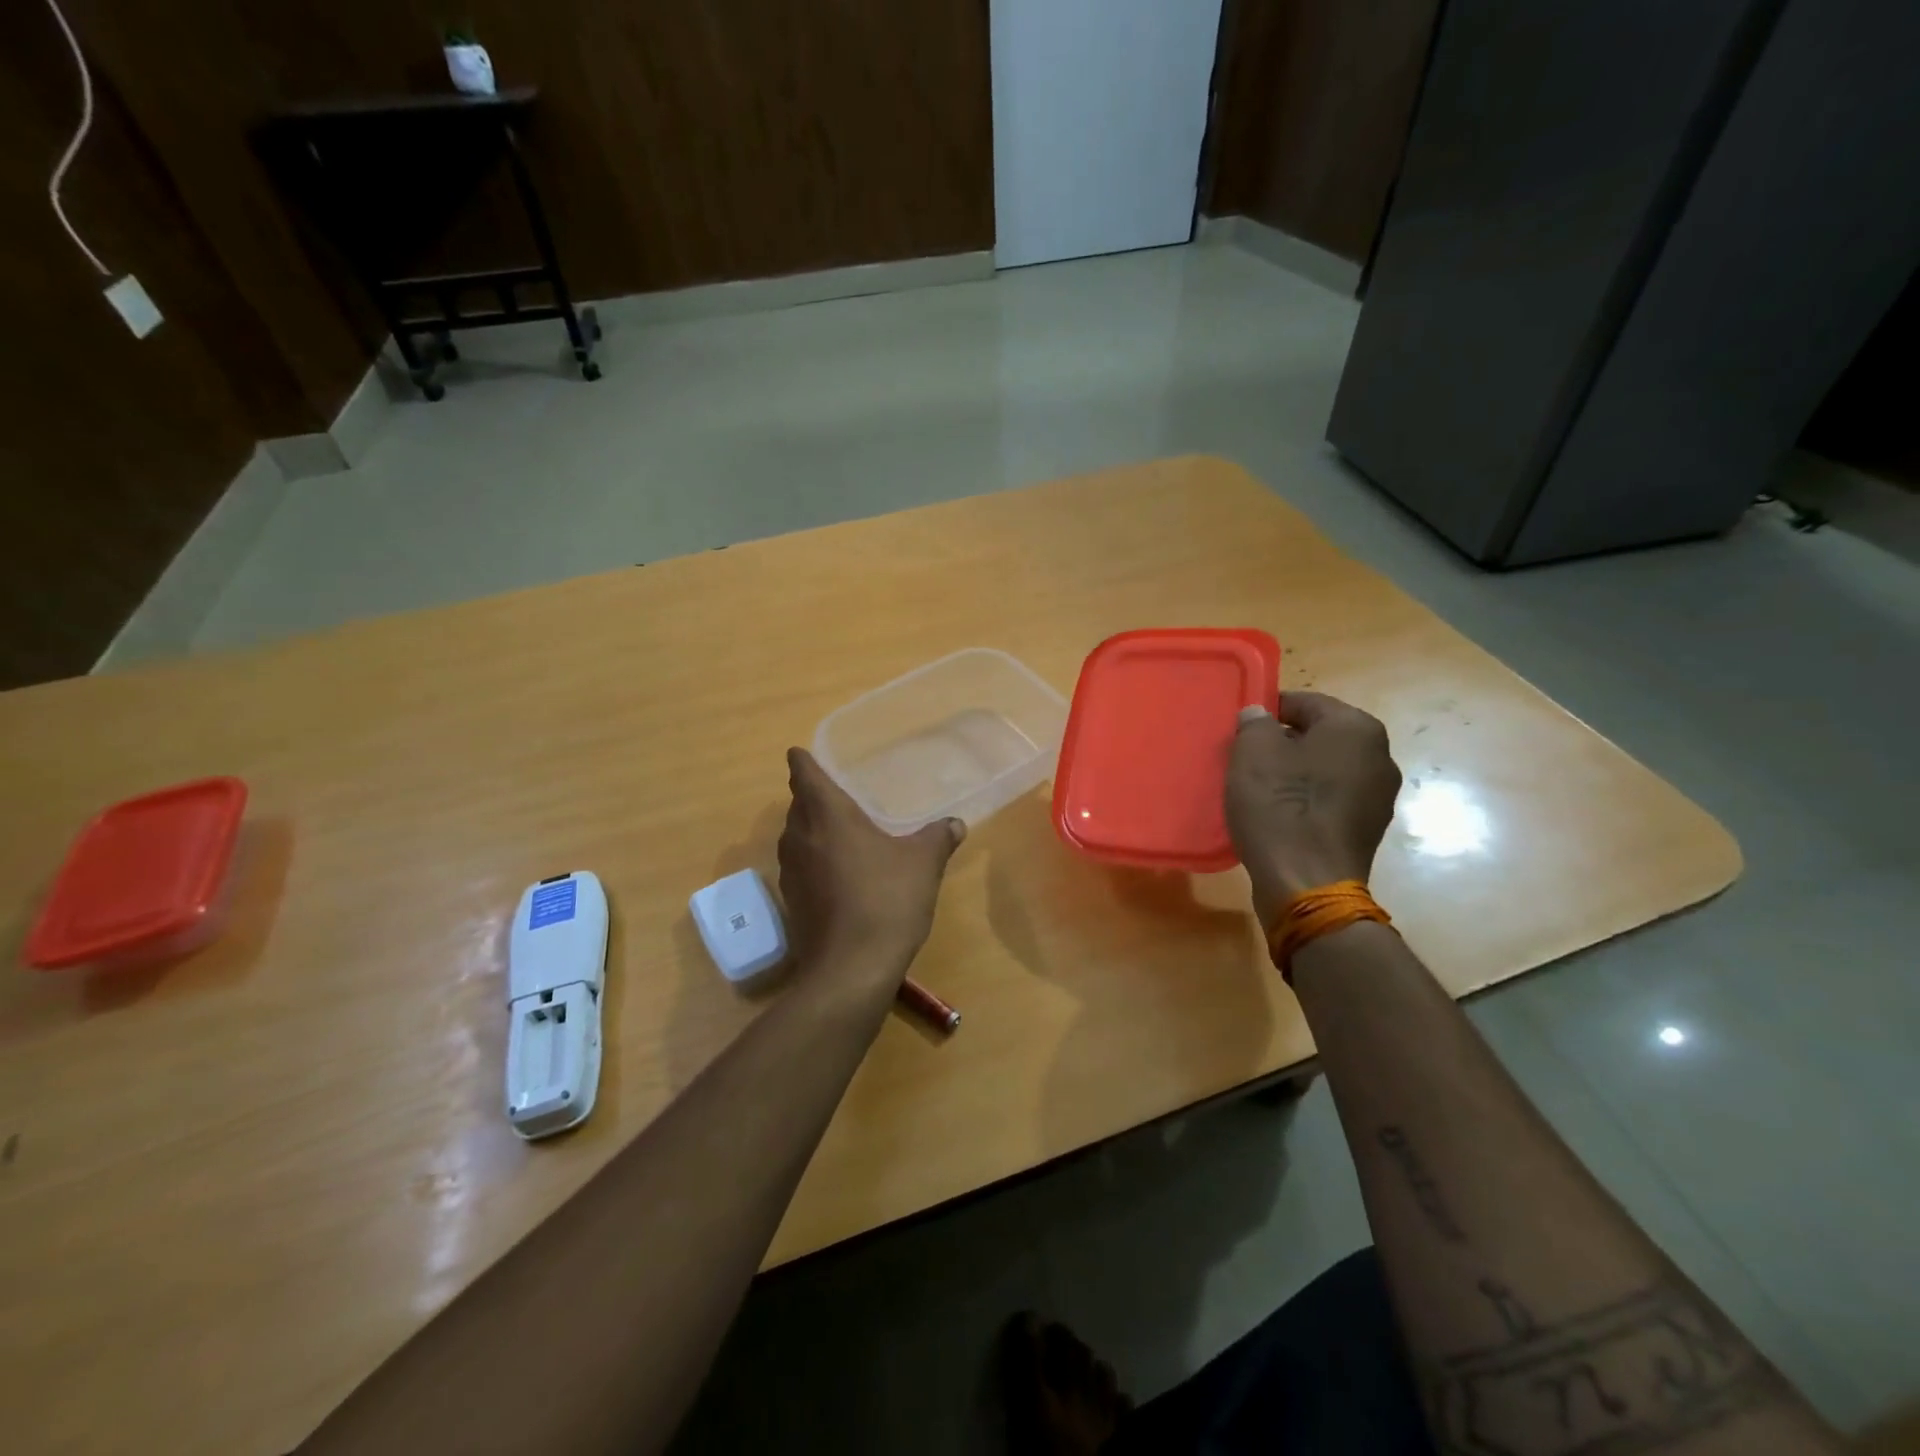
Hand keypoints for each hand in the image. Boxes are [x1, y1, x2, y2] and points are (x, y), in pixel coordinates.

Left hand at [777, 748, 965, 980]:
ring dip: (810, 829)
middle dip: (810, 796)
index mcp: (827, 815)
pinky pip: (800, 867)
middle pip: (797, 805)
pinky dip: (814, 861)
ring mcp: (791, 872)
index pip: (804, 774)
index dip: (802, 761)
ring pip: (795, 837)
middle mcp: (800, 837)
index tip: (800, 752)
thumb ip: (938, 837)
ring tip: (837, 830)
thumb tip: (954, 823)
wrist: (851, 968)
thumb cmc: (886, 899)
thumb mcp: (923, 863)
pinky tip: (838, 873)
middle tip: (834, 793)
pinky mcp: (792, 903)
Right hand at [1225, 692, 1401, 926]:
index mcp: (1356, 728)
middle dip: (1283, 742)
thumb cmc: (1280, 806)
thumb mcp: (1252, 753)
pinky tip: (1279, 815)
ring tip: (1259, 788)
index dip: (1268, 710)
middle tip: (1246, 758)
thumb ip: (1255, 724)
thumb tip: (1260, 716)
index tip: (1241, 728)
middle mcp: (1379, 756)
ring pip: (1326, 769)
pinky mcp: (1368, 829)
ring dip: (1295, 772)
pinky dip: (1307, 800)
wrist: (1307, 883)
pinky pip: (1331, 799)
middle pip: (1319, 736)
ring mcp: (1379, 796)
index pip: (1305, 702)